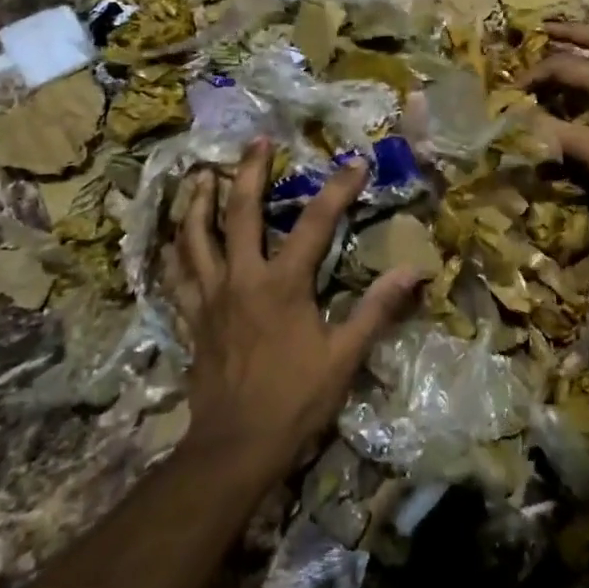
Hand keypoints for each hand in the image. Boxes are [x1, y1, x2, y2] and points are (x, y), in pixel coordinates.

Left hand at [172, 140, 419, 478]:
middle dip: (249, 172)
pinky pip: (176, 275)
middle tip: (256, 141)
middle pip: (240, 213)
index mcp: (282, 284)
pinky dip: (175, 252)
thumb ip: (377, 309)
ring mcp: (210, 296)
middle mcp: (241, 278)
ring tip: (202, 174)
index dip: (337, 190)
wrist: (236, 446)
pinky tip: (173, 239)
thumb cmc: (295, 400)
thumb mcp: (344, 356)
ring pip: (195, 236)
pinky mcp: (192, 318)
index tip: (354, 163)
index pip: (314, 224)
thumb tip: (415, 271)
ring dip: (198, 201)